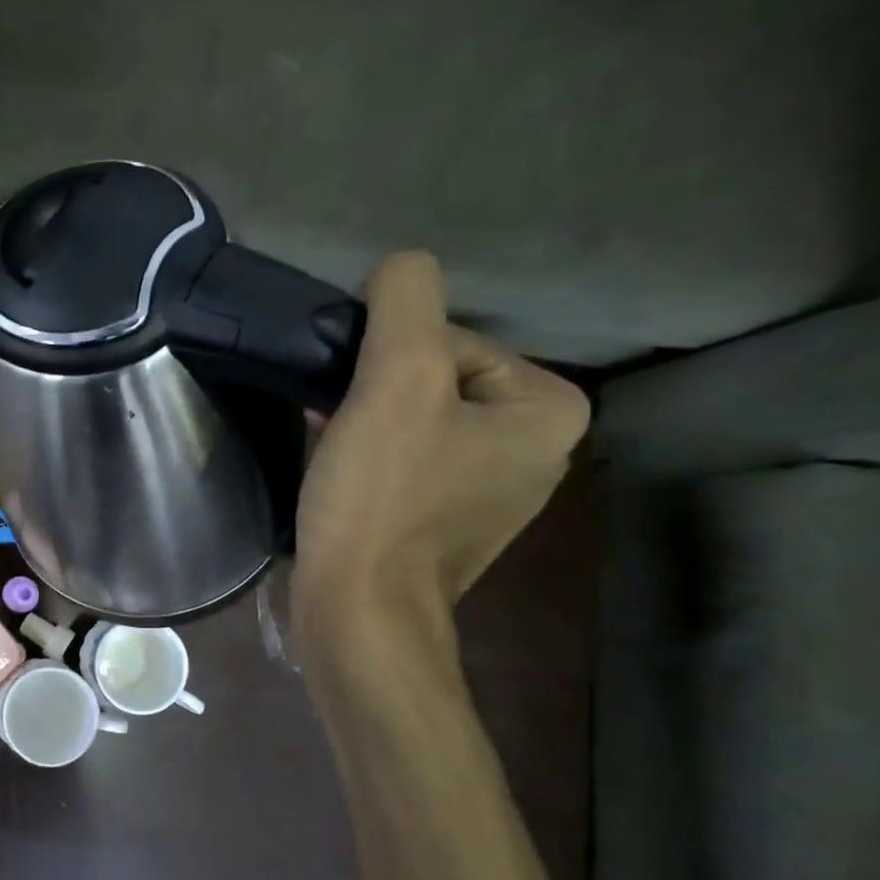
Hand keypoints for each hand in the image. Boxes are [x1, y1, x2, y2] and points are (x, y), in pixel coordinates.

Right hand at [291, 252, 588, 642]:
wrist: (358, 611)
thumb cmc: (380, 498)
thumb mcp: (394, 380)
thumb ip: (405, 302)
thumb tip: (399, 267)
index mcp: (547, 409)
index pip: (450, 341)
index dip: (386, 360)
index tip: (355, 404)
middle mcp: (537, 449)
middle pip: (434, 379)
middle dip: (376, 392)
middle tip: (336, 426)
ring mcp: (492, 491)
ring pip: (416, 421)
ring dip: (366, 421)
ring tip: (331, 450)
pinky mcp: (447, 522)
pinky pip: (409, 461)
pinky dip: (371, 456)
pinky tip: (340, 472)